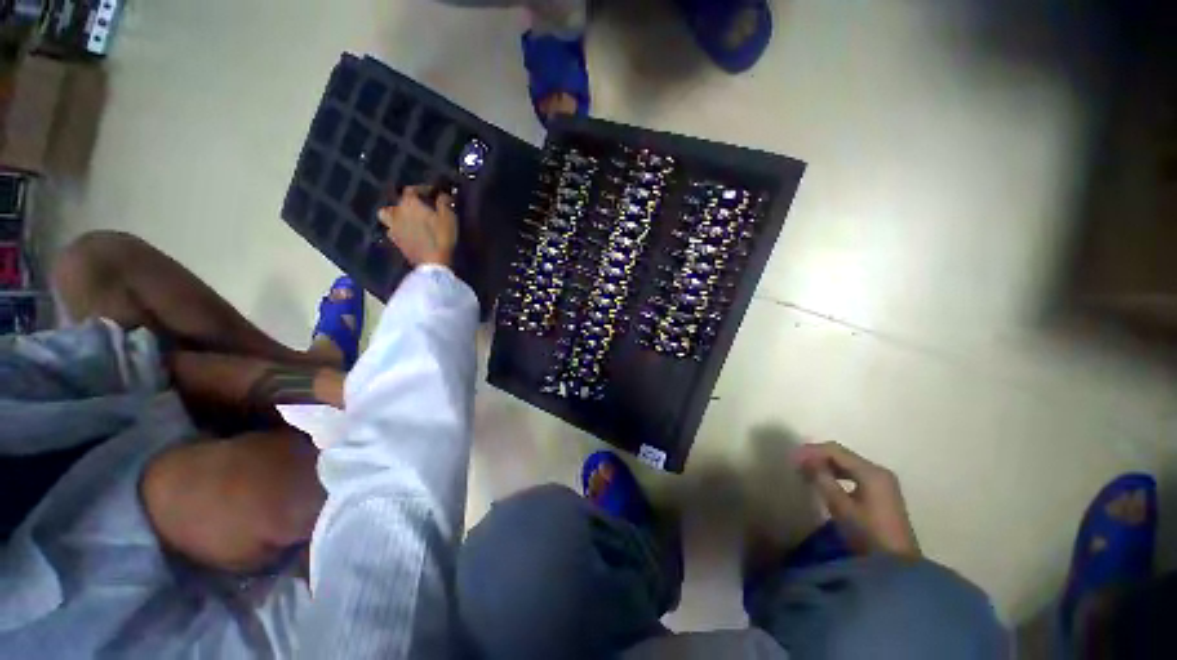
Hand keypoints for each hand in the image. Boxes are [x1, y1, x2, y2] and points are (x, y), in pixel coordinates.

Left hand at [378, 185, 457, 266]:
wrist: (432, 264)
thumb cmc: (442, 236)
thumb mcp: (449, 216)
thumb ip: (444, 202)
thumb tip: (442, 194)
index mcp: (409, 203)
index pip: (413, 189)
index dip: (423, 189)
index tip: (434, 193)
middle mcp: (396, 212)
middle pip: (399, 201)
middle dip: (409, 201)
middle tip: (421, 206)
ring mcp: (393, 228)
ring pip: (388, 214)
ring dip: (396, 214)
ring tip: (407, 218)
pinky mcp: (395, 242)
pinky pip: (392, 230)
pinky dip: (398, 229)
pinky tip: (407, 233)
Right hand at [794, 441, 920, 558]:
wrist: (897, 565)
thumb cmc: (868, 534)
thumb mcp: (841, 507)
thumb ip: (822, 479)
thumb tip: (805, 460)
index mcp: (871, 472)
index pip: (835, 450)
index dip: (811, 451)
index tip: (792, 458)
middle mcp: (878, 471)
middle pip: (843, 455)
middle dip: (818, 456)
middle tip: (796, 463)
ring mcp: (883, 482)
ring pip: (848, 464)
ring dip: (826, 465)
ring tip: (806, 471)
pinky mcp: (881, 493)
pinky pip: (854, 474)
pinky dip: (836, 474)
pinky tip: (825, 481)